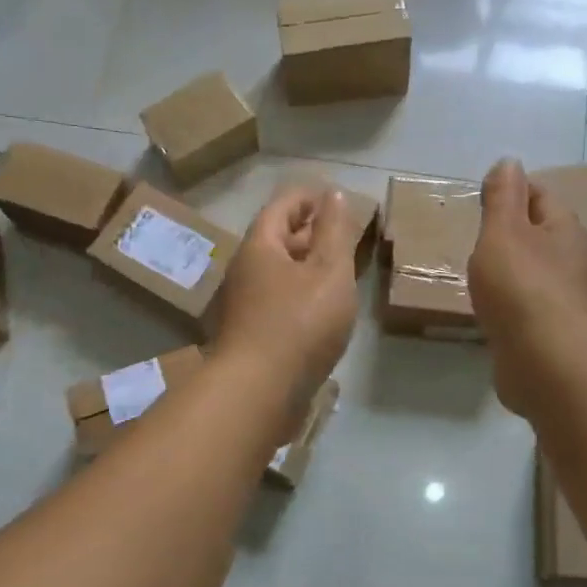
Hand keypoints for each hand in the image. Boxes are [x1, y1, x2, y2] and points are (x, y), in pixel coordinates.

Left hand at [214, 186, 362, 406]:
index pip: (282, 206)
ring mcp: (244, 304)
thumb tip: (333, 194)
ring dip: (305, 264)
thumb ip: (334, 232)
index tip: (334, 196)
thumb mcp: (329, 271)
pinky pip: (278, 299)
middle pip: (276, 238)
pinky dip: (300, 292)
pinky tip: (321, 308)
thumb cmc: (299, 324)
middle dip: (308, 230)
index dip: (308, 196)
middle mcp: (245, 270)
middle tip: (342, 232)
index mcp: (260, 247)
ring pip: (277, 271)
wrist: (258, 391)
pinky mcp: (251, 333)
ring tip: (338, 269)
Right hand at [468, 159, 586, 416]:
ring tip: (475, 271)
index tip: (480, 196)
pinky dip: (508, 301)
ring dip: (508, 269)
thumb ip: (503, 197)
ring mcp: (562, 298)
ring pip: (532, 271)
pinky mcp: (550, 331)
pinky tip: (488, 308)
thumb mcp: (503, 231)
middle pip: (538, 234)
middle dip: (509, 231)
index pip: (540, 195)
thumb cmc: (522, 287)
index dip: (512, 190)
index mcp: (564, 229)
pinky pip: (525, 305)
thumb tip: (509, 162)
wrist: (546, 362)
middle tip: (473, 234)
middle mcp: (570, 259)